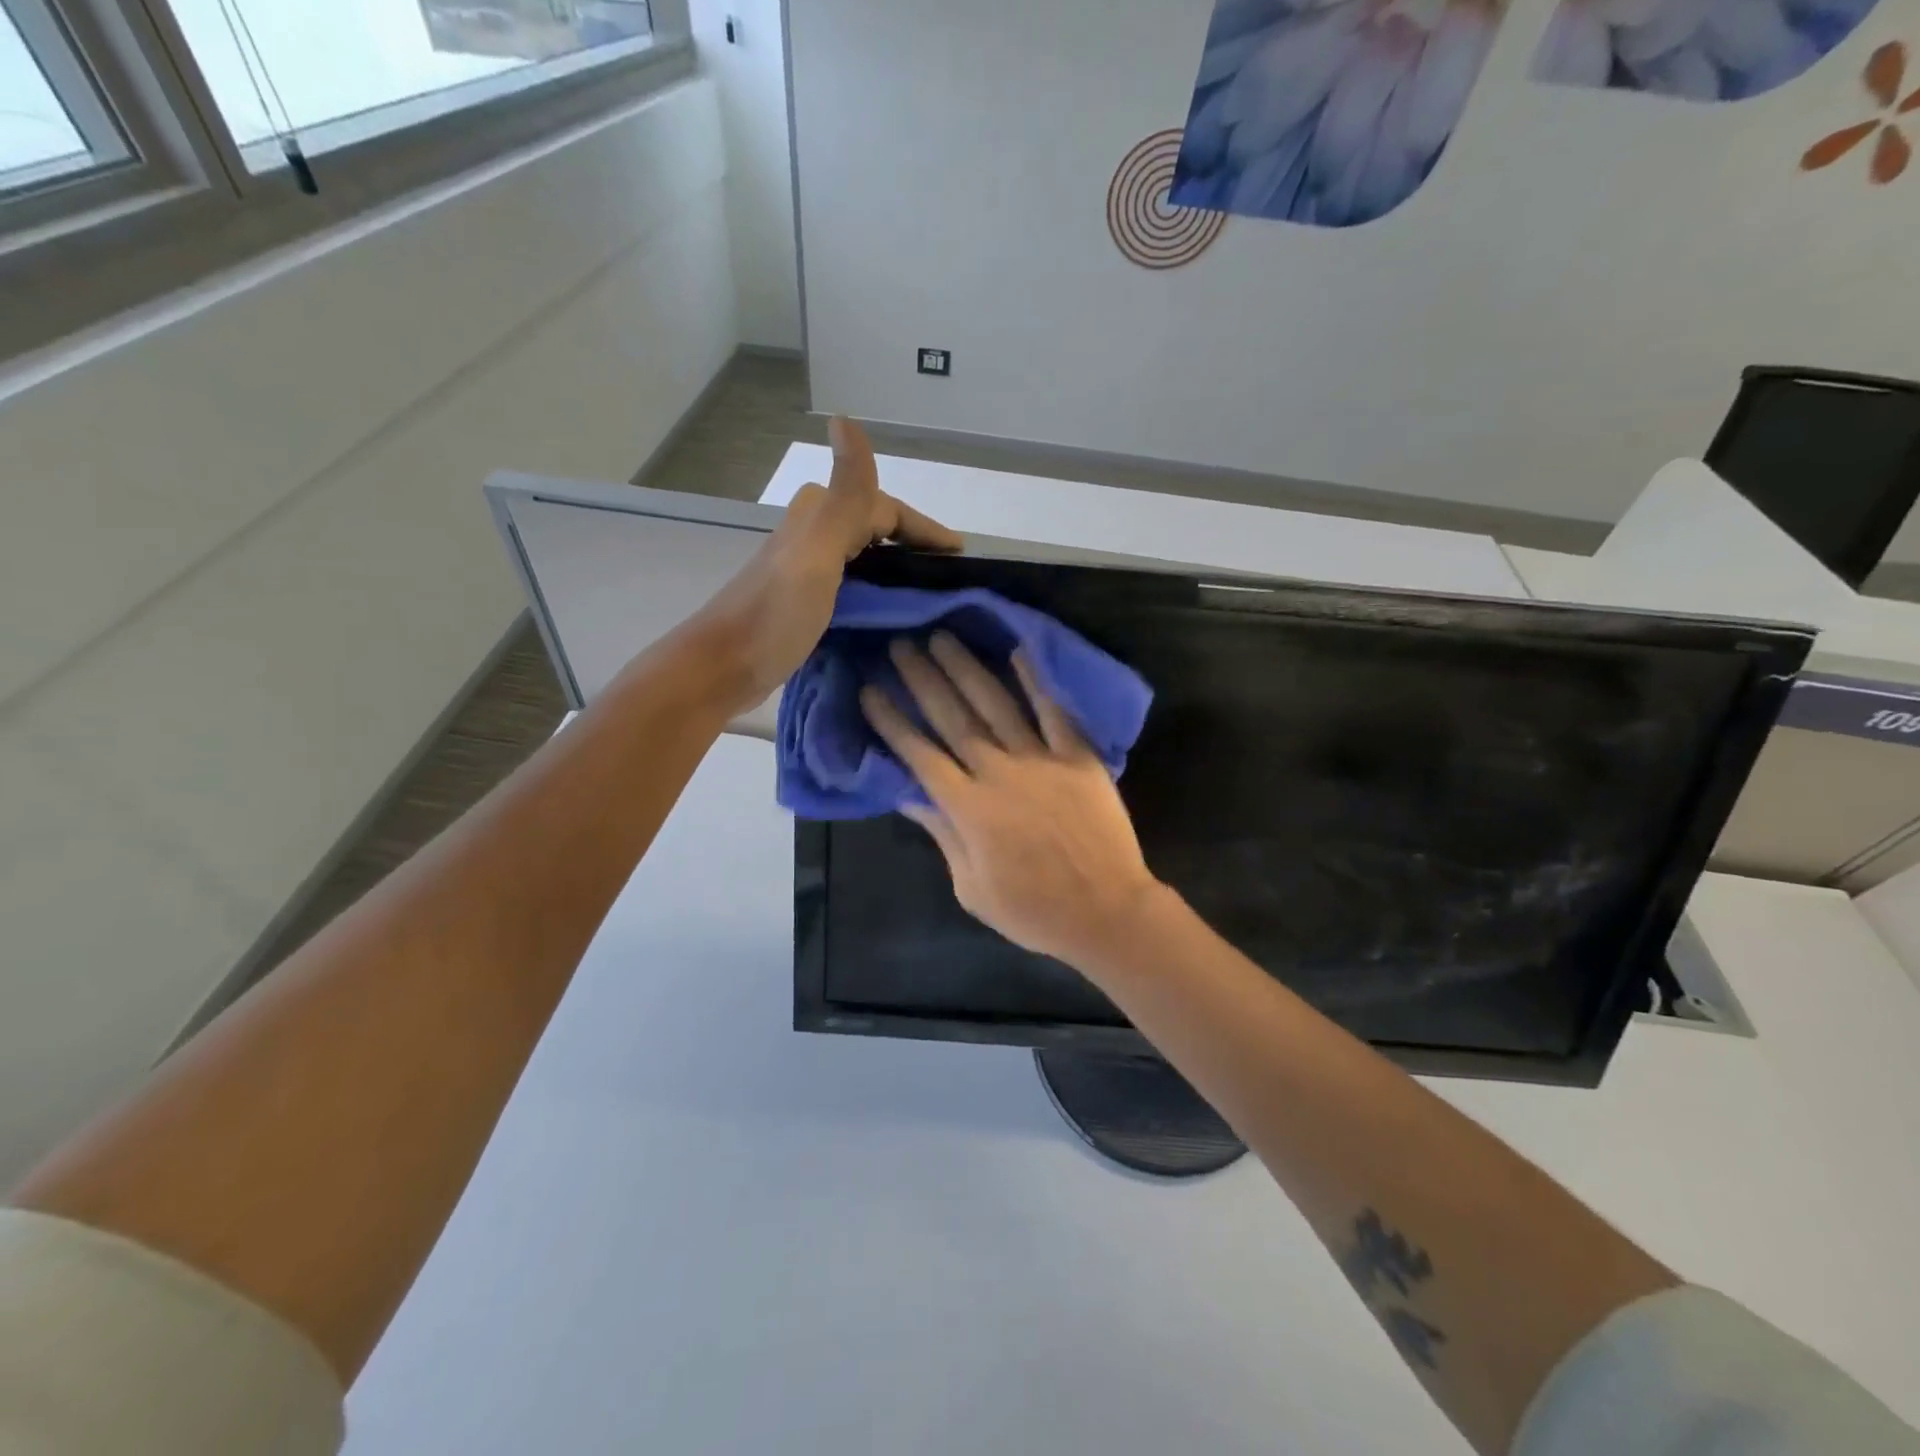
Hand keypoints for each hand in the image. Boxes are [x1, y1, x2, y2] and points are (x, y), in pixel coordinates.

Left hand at [698, 417, 961, 709]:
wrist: (723, 667)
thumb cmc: (775, 613)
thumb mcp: (817, 552)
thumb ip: (845, 496)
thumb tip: (844, 418)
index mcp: (819, 517)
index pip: (885, 509)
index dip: (924, 528)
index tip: (959, 555)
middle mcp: (811, 536)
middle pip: (873, 530)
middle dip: (912, 546)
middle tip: (947, 578)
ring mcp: (805, 571)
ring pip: (863, 559)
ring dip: (895, 570)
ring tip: (927, 597)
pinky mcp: (802, 605)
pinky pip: (851, 588)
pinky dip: (876, 595)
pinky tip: (888, 617)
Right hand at [859, 633, 1165, 968]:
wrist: (1106, 912)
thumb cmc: (1032, 911)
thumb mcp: (971, 887)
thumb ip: (941, 834)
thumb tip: (907, 794)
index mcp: (968, 808)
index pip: (919, 754)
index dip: (892, 721)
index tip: (870, 689)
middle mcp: (998, 773)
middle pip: (952, 718)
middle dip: (922, 680)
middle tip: (901, 646)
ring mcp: (1041, 760)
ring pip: (996, 704)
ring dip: (966, 669)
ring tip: (943, 638)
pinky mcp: (1078, 757)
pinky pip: (1054, 712)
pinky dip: (1036, 681)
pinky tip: (1017, 652)